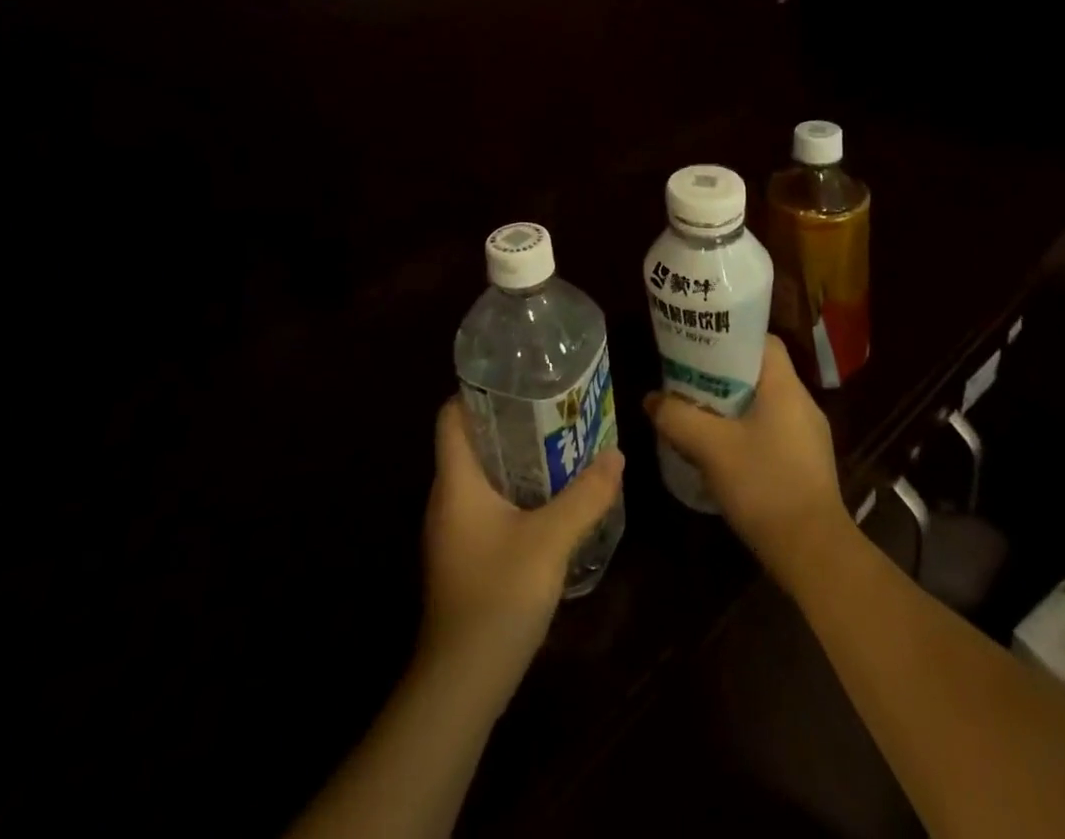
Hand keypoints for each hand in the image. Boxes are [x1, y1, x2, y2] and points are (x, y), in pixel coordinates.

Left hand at [420, 398, 624, 680]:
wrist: (462, 684)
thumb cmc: (498, 596)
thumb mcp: (550, 541)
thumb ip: (585, 496)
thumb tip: (616, 454)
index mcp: (456, 482)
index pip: (451, 416)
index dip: (478, 392)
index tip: (519, 380)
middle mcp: (447, 499)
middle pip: (471, 443)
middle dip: (511, 424)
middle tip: (554, 409)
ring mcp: (453, 531)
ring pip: (482, 477)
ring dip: (516, 461)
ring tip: (560, 446)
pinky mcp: (464, 557)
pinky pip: (487, 506)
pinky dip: (515, 493)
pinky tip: (549, 502)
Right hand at [643, 335, 850, 582]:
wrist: (813, 553)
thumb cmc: (764, 485)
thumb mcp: (710, 447)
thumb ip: (677, 417)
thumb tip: (651, 399)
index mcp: (785, 387)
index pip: (762, 341)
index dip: (730, 338)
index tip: (699, 346)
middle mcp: (802, 404)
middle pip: (758, 372)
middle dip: (721, 375)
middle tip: (687, 380)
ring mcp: (808, 436)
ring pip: (763, 405)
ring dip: (731, 406)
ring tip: (697, 413)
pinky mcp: (806, 464)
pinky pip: (771, 431)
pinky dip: (745, 431)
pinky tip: (721, 451)